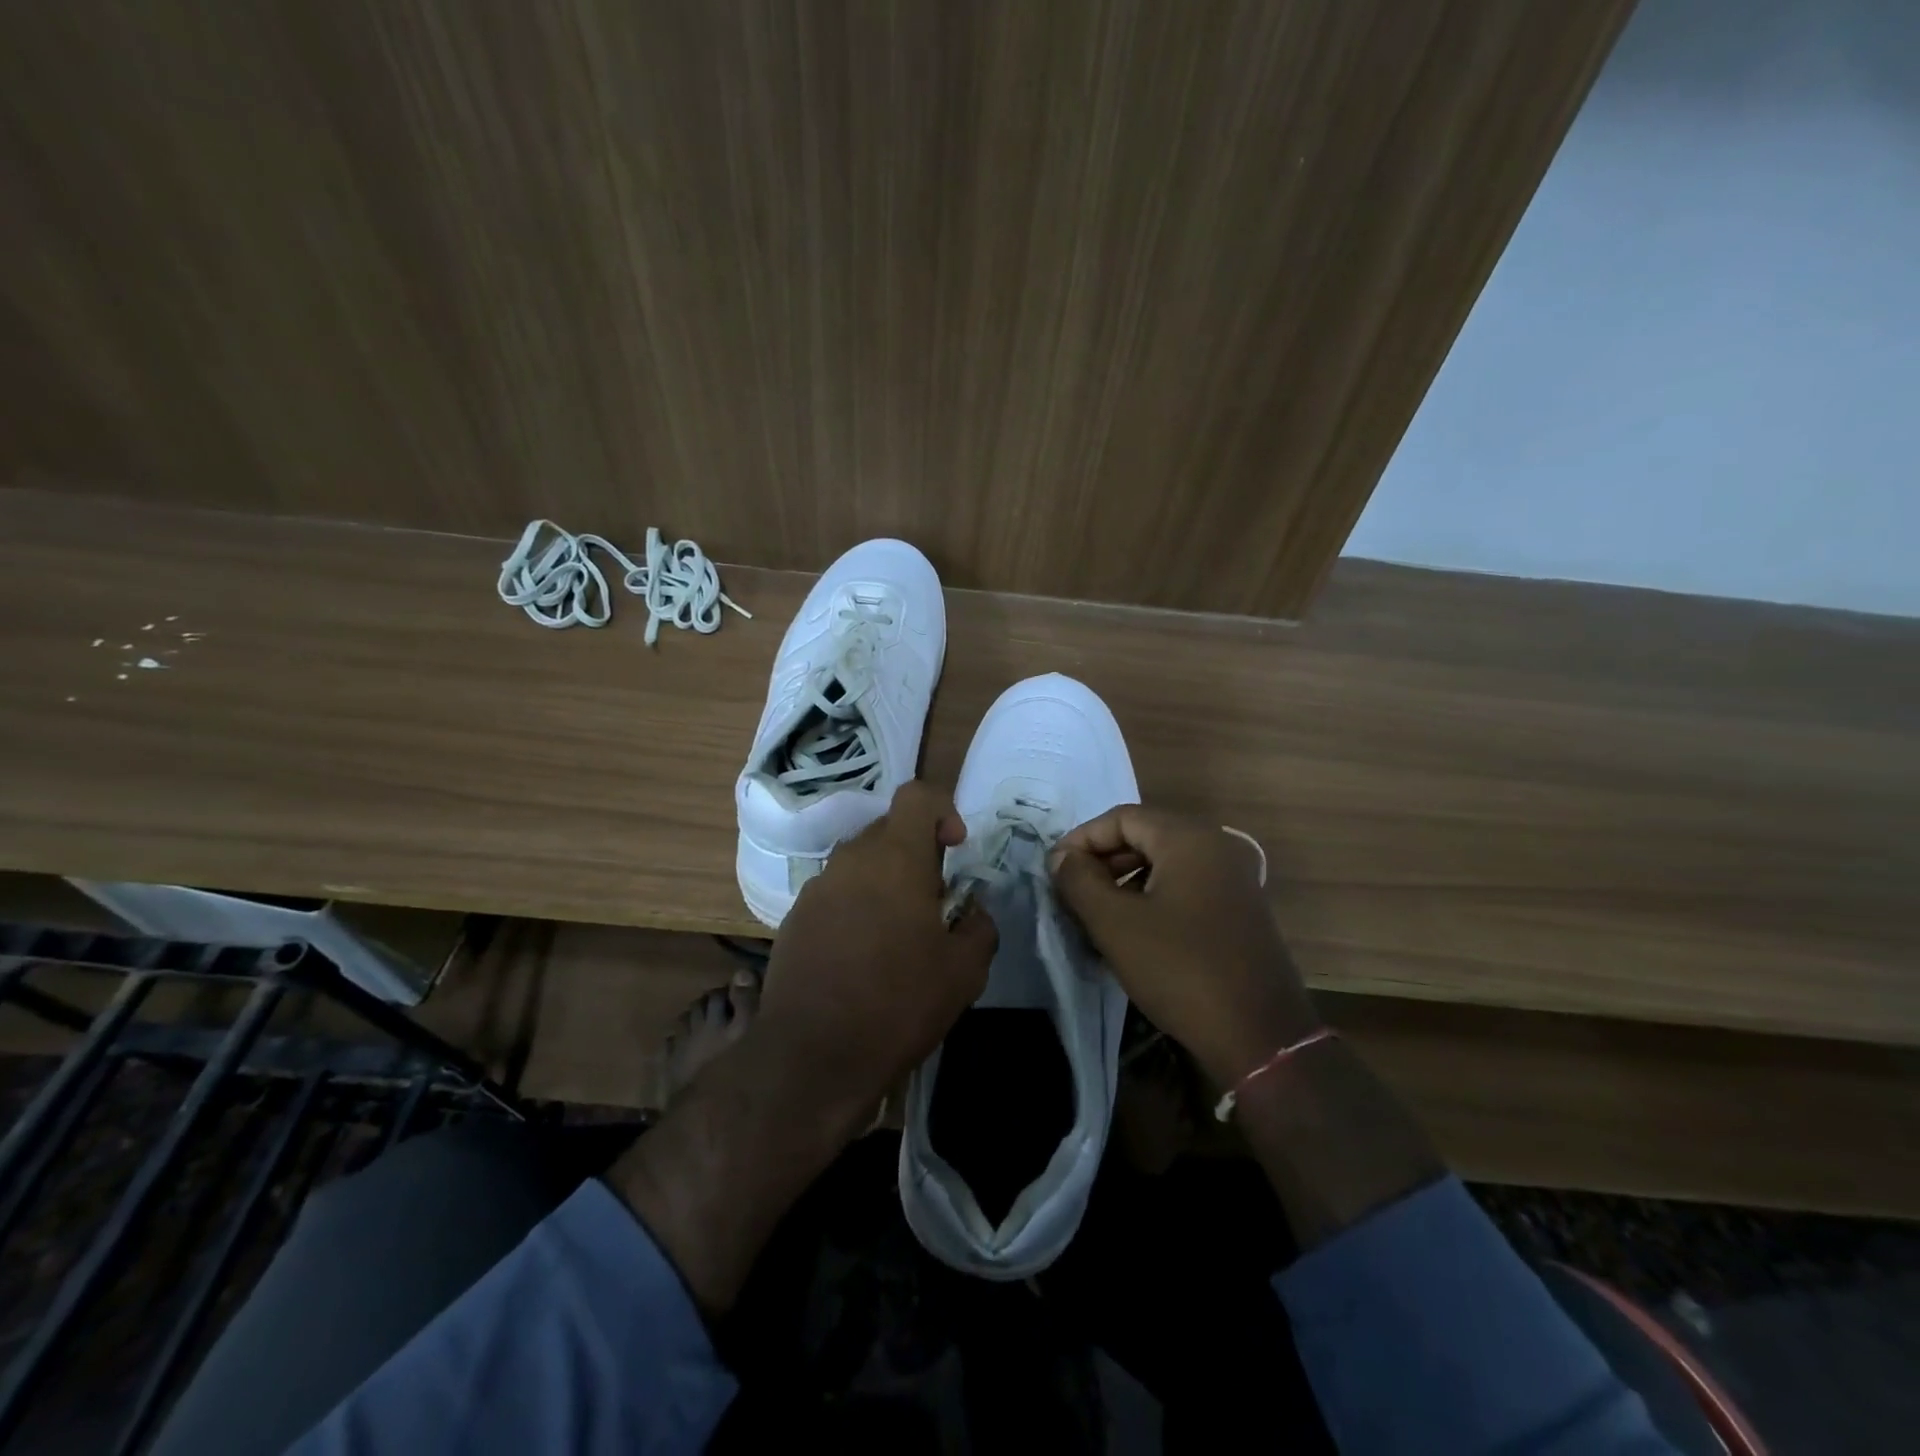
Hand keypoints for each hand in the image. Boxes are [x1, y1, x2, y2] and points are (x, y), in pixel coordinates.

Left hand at [759, 779, 997, 1122]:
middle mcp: (850, 859)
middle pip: (889, 831)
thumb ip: (979, 925)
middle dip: (917, 856)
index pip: (917, 796)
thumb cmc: (898, 1003)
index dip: (943, 811)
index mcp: (895, 857)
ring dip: (885, 884)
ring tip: (899, 937)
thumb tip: (970, 909)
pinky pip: (836, 894)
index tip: (955, 850)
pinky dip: (856, 908)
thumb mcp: (965, 970)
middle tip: (933, 905)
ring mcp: (816, 888)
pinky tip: (863, 958)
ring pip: (861, 864)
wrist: (812, 1057)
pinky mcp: (794, 918)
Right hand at [1049, 805, 1317, 1088]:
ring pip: (1165, 863)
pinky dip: (1153, 897)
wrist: (1260, 1037)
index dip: (1082, 839)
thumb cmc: (1180, 969)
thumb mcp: (1115, 924)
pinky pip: (1186, 886)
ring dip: (1125, 881)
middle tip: (1072, 892)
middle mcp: (1218, 846)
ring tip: (1096, 915)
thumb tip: (1062, 857)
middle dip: (1103, 860)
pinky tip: (1133, 932)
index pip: (1122, 817)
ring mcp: (1235, 878)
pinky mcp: (1241, 909)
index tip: (1055, 871)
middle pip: (1145, 835)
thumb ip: (1079, 880)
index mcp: (1189, 838)